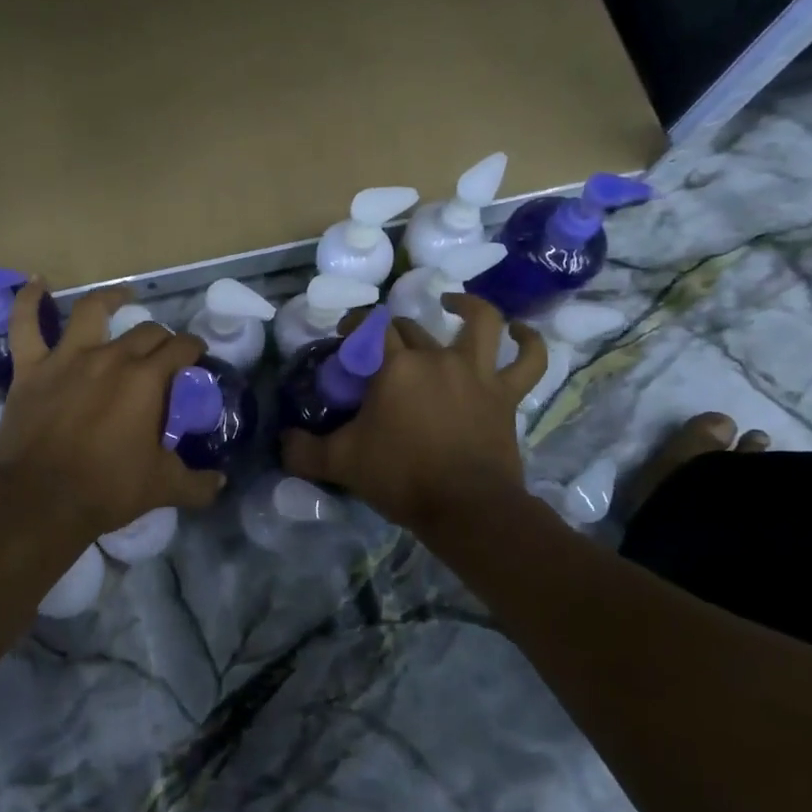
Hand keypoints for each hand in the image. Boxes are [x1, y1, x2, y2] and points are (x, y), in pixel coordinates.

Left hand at [0, 281, 226, 541]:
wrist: (42, 501)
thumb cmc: (107, 490)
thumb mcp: (163, 488)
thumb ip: (197, 483)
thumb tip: (221, 482)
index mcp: (146, 380)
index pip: (180, 349)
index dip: (193, 348)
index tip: (196, 355)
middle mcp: (111, 357)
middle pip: (145, 332)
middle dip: (161, 337)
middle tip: (164, 352)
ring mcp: (67, 358)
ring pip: (92, 311)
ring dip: (111, 299)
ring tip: (122, 296)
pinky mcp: (31, 368)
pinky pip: (25, 325)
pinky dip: (28, 301)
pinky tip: (35, 283)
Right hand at [281, 295, 546, 537]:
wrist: (465, 507)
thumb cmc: (401, 477)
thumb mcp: (340, 464)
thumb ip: (304, 451)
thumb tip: (282, 442)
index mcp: (396, 367)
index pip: (371, 329)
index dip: (356, 326)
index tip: (344, 336)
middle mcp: (437, 358)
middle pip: (412, 328)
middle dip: (391, 333)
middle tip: (379, 351)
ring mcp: (478, 373)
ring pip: (481, 324)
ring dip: (468, 307)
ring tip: (453, 304)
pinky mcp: (506, 395)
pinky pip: (529, 361)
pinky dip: (530, 342)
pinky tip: (521, 331)